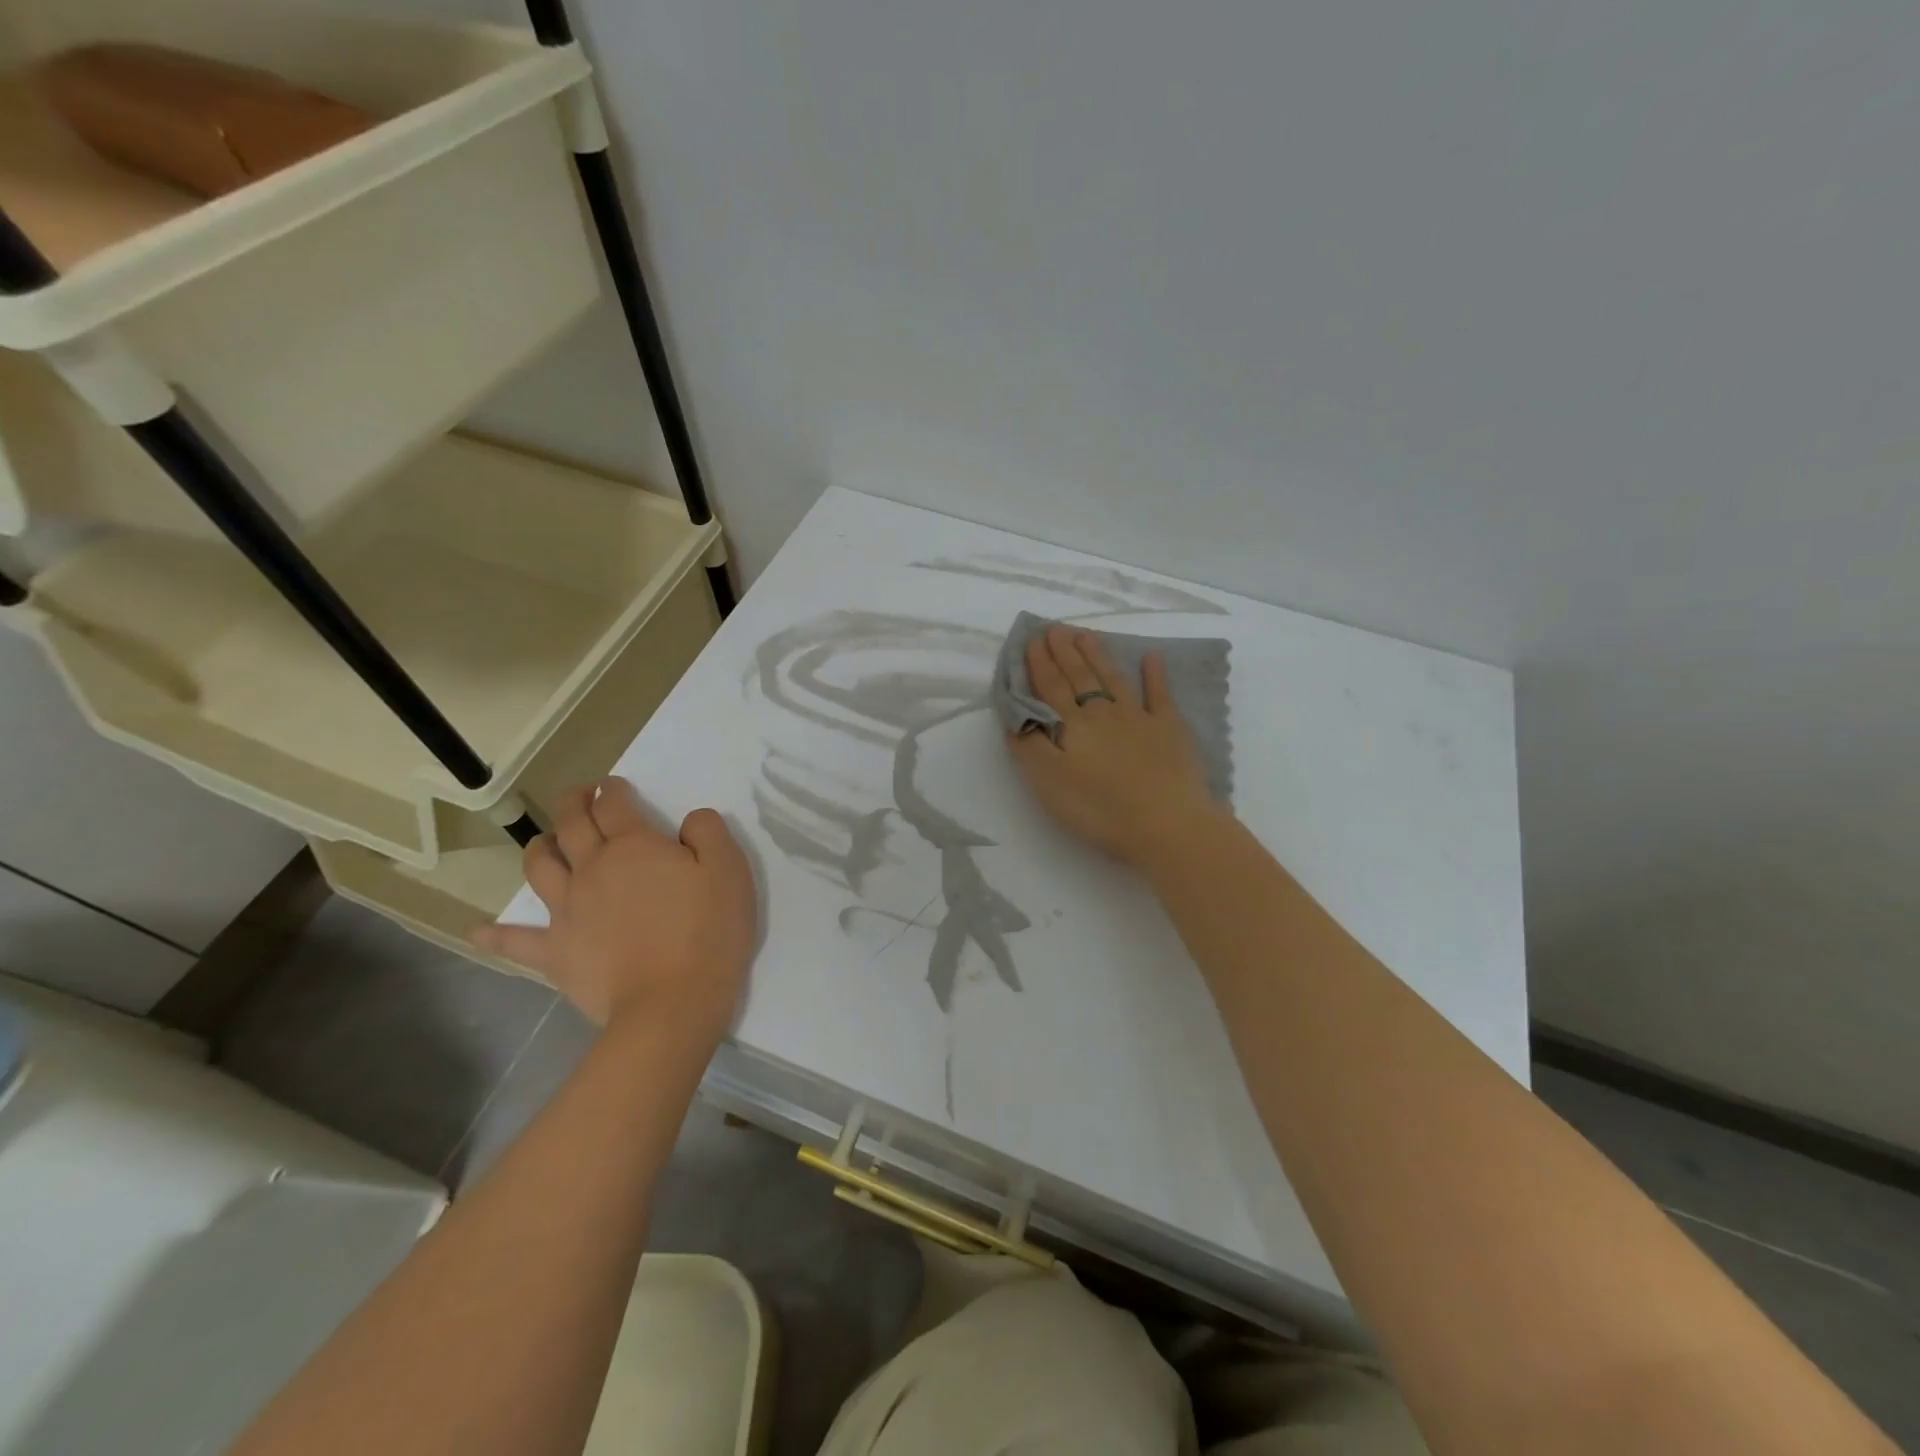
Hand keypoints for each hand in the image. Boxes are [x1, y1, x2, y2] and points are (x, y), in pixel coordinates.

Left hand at [474, 778, 757, 1046]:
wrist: (671, 1003)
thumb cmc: (708, 932)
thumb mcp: (729, 870)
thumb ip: (708, 832)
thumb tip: (689, 819)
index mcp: (634, 846)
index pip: (615, 804)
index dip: (613, 789)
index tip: (615, 785)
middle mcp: (592, 868)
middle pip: (572, 824)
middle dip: (574, 803)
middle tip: (580, 796)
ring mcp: (567, 910)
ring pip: (540, 866)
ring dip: (539, 847)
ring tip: (545, 842)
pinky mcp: (555, 952)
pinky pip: (515, 940)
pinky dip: (495, 934)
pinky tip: (478, 931)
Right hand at [1008, 625, 1223, 866]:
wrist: (1167, 825)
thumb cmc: (1101, 810)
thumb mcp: (1049, 784)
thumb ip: (1029, 748)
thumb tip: (1016, 717)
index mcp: (1072, 726)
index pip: (1050, 688)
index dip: (1039, 664)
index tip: (1032, 639)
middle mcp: (1103, 713)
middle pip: (1080, 677)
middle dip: (1064, 652)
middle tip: (1055, 628)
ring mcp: (1139, 717)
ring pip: (1113, 679)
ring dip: (1098, 656)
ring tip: (1086, 634)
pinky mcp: (1171, 729)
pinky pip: (1160, 694)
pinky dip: (1155, 675)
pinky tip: (1151, 657)